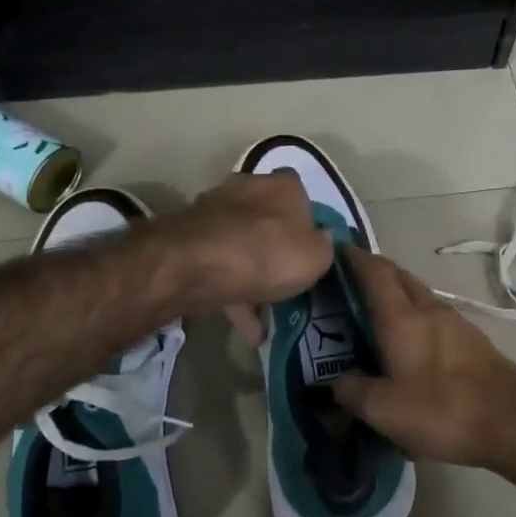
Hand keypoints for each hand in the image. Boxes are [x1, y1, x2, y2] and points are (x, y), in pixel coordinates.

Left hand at [159, 170, 333, 330]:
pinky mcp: (190, 241)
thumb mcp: (317, 256)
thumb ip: (325, 247)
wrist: (196, 266)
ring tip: (267, 319)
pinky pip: (220, 269)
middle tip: (288, 280)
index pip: (300, 194)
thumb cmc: (268, 253)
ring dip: (253, 279)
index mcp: (283, 185)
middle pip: (268, 220)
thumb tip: (321, 240)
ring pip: (241, 247)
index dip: (308, 221)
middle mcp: (247, 189)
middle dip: (276, 249)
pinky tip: (247, 330)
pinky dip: (233, 296)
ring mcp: (214, 213)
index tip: (311, 249)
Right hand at [332, 246, 515, 471]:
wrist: (514, 421)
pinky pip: (434, 315)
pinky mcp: (472, 340)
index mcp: (401, 317)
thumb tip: (337, 381)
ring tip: (375, 312)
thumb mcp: (384, 410)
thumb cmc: (442, 409)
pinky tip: (409, 340)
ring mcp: (455, 322)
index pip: (373, 272)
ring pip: (418, 295)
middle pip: (398, 277)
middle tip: (348, 283)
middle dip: (373, 272)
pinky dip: (414, 315)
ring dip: (396, 294)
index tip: (335, 250)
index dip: (353, 258)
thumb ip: (353, 391)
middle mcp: (428, 309)